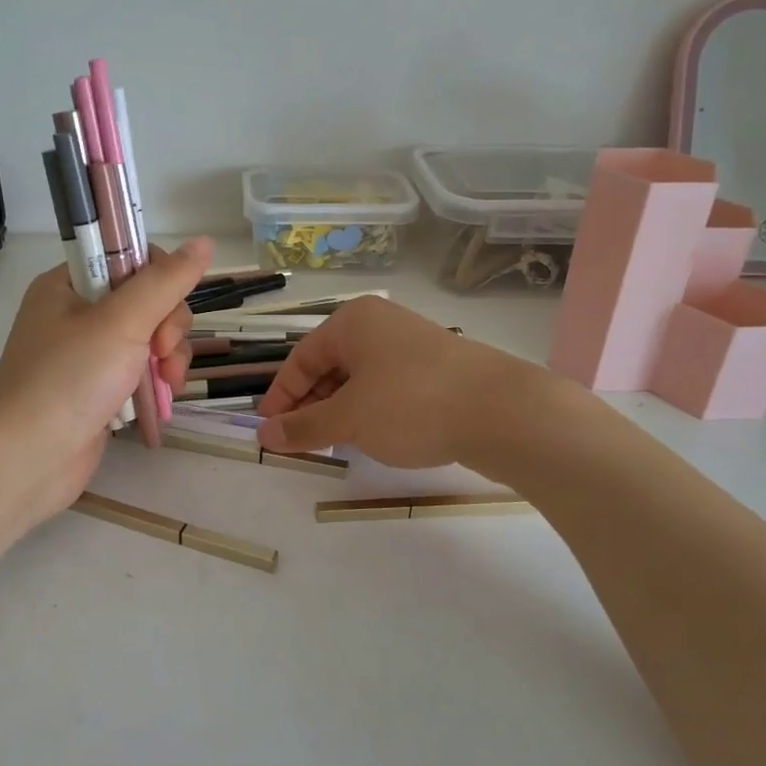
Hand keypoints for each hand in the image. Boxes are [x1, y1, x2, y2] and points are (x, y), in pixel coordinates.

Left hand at [0, 238, 212, 531]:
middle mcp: (77, 313)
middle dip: (168, 327)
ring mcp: (89, 354)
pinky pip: (141, 370)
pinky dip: (156, 381)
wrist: (28, 459)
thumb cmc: (69, 380)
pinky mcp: (100, 388)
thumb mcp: (121, 322)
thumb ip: (166, 281)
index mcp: (70, 284)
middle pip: (148, 300)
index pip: (130, 258)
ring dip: (169, 357)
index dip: (160, 279)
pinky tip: (162, 399)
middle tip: (161, 354)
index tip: (164, 310)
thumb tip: (205, 241)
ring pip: (151, 337)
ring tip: (167, 383)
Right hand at [255, 295, 545, 468]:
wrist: (501, 412)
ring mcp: (411, 345)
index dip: (281, 397)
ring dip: (339, 410)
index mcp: (352, 322)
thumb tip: (263, 435)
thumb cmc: (411, 404)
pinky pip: (386, 387)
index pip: (301, 359)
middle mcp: (379, 325)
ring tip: (333, 443)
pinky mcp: (435, 369)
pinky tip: (371, 436)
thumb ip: (303, 426)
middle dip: (310, 405)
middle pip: (329, 366)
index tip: (268, 431)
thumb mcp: (349, 418)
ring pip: (359, 379)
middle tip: (300, 441)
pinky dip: (369, 410)